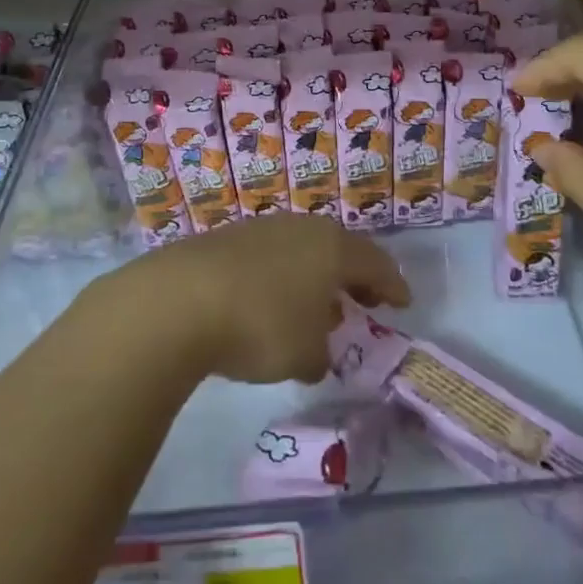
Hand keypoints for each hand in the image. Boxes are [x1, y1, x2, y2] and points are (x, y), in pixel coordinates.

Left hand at [95, 217, 411, 384]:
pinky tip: (269, 303)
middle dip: (354, 278)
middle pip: (339, 250)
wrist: (179, 299)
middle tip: (364, 301)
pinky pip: (269, 257)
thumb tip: (317, 352)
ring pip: (302, 251)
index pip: (375, 262)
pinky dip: (281, 278)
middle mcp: (301, 228)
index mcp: (332, 248)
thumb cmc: (261, 325)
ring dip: (314, 278)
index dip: (392, 284)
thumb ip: (321, 354)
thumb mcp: (304, 354)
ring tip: (316, 307)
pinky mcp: (226, 239)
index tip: (403, 302)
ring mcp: (262, 229)